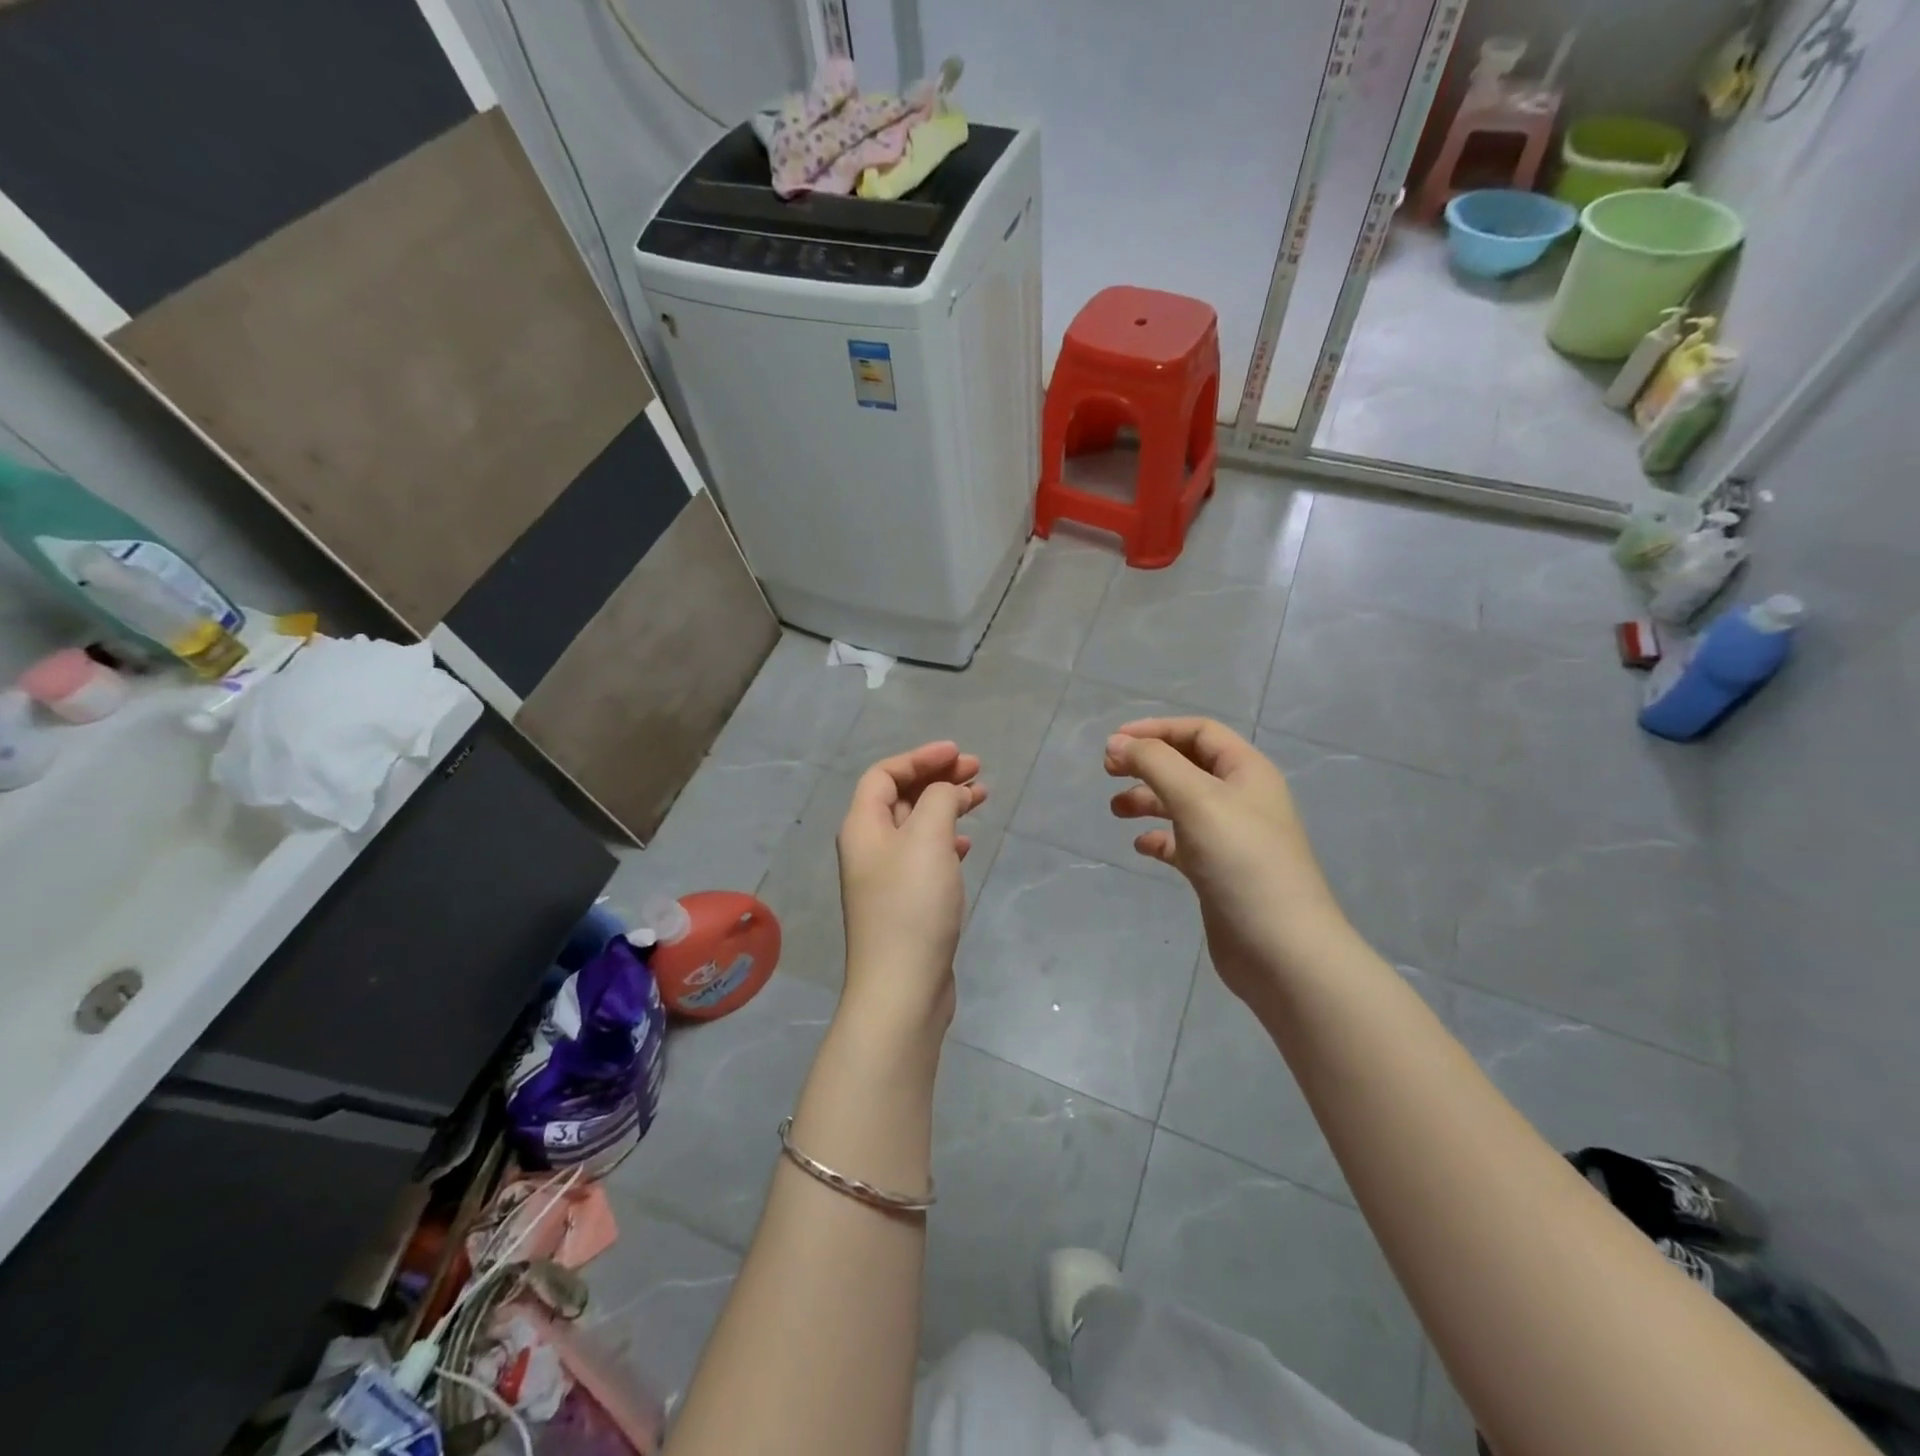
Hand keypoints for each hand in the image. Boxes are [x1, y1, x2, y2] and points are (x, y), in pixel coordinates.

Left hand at [837, 741, 985, 1033]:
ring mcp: (885, 877)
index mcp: (863, 826)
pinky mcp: (905, 903)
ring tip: (981, 799)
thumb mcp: (928, 838)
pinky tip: (965, 844)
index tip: (959, 755)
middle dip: (938, 779)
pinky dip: (945, 841)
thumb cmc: (912, 904)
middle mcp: (868, 847)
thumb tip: (946, 792)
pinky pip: (924, 856)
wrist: (903, 987)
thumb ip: (939, 800)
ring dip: (946, 807)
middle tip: (978, 773)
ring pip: (916, 826)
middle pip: (901, 797)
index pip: (884, 774)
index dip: (920, 758)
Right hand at [1105, 717, 1346, 1001]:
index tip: (1114, 742)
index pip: (1199, 732)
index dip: (1156, 729)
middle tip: (1108, 772)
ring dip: (1147, 799)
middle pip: (1188, 765)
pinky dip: (1159, 838)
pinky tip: (1140, 847)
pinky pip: (1182, 843)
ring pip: (1182, 804)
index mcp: (1247, 771)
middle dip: (1147, 763)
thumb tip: (1115, 743)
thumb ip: (1154, 763)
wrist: (1280, 949)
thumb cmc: (1241, 861)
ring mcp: (1231, 838)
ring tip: (1115, 810)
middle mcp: (1241, 798)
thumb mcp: (1196, 799)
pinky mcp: (1219, 872)